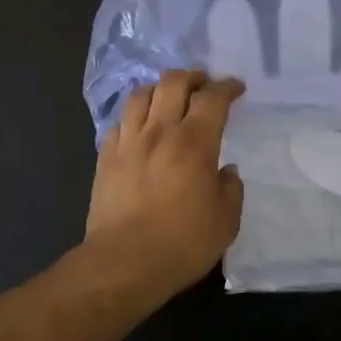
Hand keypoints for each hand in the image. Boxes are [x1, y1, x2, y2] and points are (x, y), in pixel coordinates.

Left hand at [85, 70, 245, 300]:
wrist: (124, 263)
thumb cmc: (182, 243)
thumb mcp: (225, 221)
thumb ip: (231, 189)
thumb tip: (226, 171)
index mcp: (194, 143)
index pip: (213, 98)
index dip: (227, 87)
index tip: (236, 88)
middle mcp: (160, 132)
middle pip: (173, 83)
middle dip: (193, 76)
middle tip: (204, 84)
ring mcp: (128, 142)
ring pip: (141, 94)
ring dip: (160, 89)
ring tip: (169, 97)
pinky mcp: (105, 157)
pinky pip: (119, 122)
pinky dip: (134, 116)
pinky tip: (140, 127)